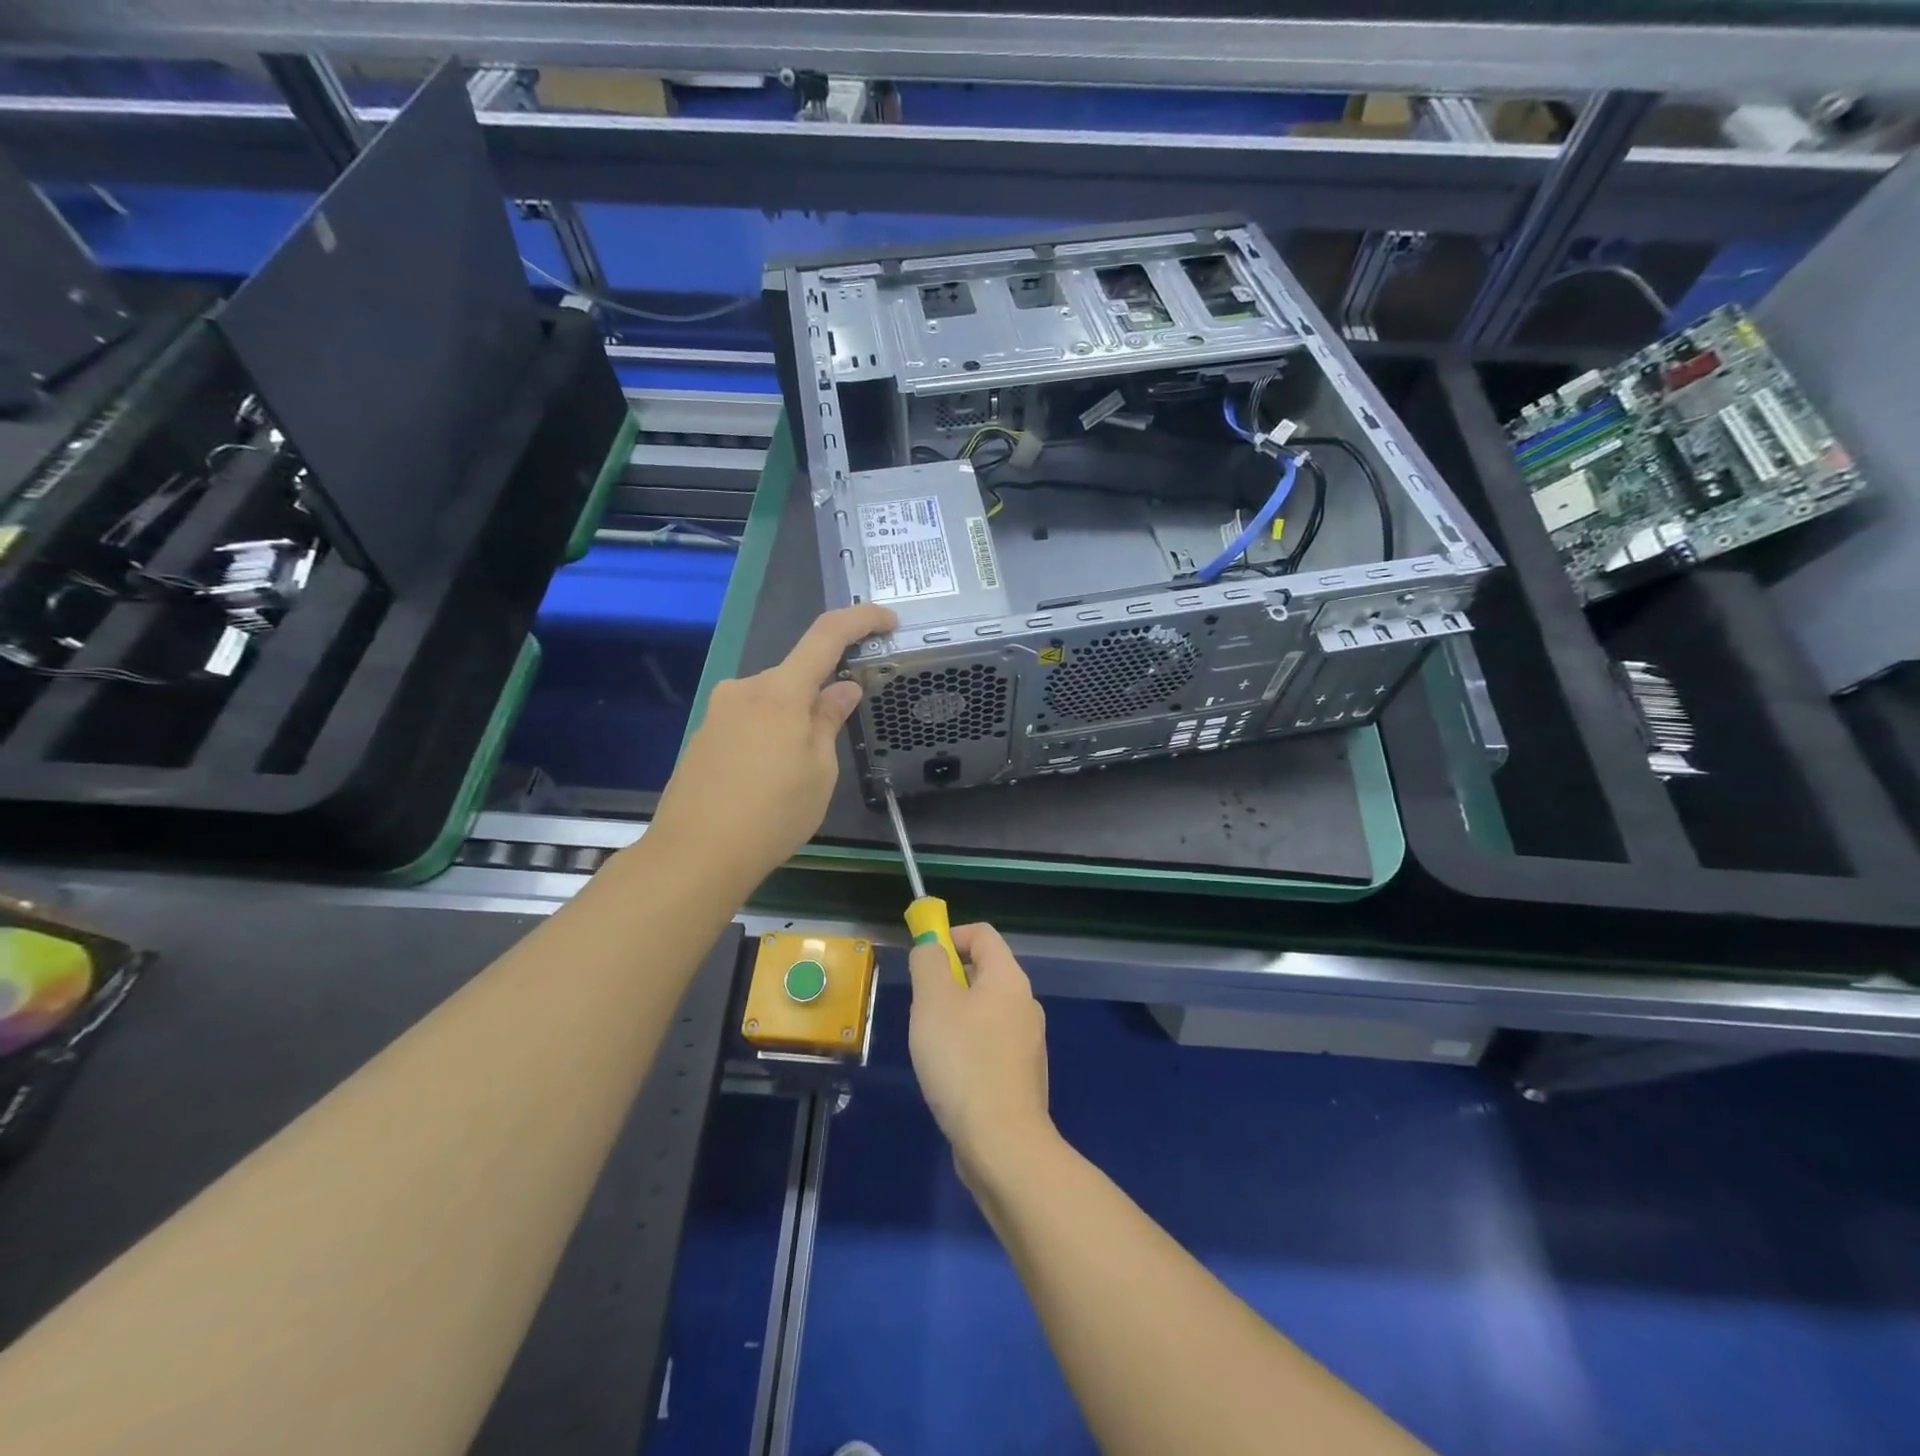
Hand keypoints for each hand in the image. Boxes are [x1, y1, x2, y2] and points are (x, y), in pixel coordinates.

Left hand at [652, 603, 894, 885]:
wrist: (694, 855)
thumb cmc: (772, 814)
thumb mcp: (820, 772)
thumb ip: (829, 721)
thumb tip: (842, 689)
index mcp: (780, 691)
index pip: (826, 635)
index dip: (861, 620)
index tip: (888, 621)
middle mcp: (745, 689)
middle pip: (796, 675)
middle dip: (822, 697)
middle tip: (836, 745)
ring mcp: (719, 712)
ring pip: (772, 702)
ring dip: (794, 722)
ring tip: (798, 778)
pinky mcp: (704, 736)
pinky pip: (750, 722)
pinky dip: (771, 737)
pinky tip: (769, 782)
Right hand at [908, 923, 1051, 1177]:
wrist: (1002, 1143)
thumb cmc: (962, 1061)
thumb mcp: (932, 1002)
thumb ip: (928, 964)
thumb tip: (931, 948)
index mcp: (1009, 978)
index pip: (982, 934)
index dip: (950, 935)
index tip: (922, 960)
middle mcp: (1025, 1003)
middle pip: (984, 971)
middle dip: (948, 980)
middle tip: (922, 1008)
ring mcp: (1028, 1041)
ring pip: (985, 1010)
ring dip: (955, 1016)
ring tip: (932, 1046)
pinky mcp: (1022, 1075)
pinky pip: (990, 1043)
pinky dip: (968, 1046)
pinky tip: (951, 1076)